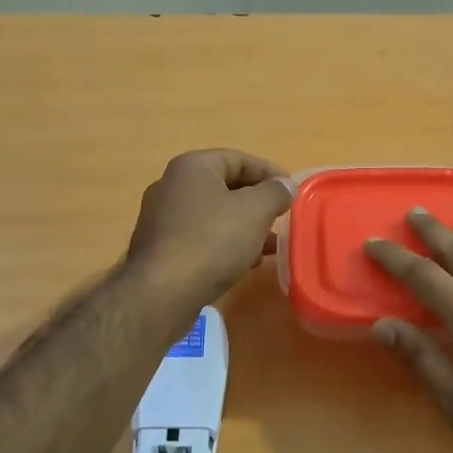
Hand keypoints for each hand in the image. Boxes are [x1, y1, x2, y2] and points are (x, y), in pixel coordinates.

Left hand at [125, 149, 293, 312]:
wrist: (162, 293)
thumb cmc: (212, 241)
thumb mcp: (254, 212)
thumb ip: (275, 193)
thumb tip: (286, 185)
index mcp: (192, 167)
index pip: (238, 159)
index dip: (269, 172)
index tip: (292, 190)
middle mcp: (171, 186)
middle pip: (224, 186)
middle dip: (257, 202)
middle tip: (281, 217)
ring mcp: (162, 218)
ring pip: (213, 215)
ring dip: (244, 227)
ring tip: (270, 246)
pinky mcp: (160, 248)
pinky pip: (200, 237)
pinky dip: (224, 244)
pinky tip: (243, 263)